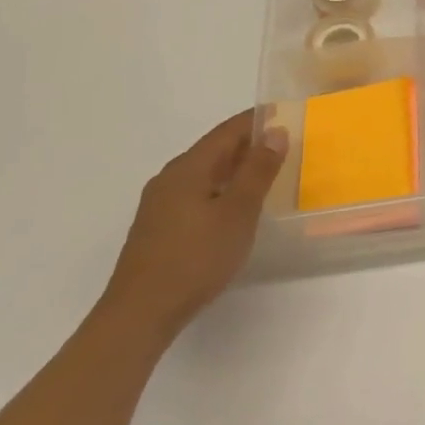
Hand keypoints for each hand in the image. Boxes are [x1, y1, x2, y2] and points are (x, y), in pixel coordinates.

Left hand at [99, 110, 289, 343]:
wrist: (141, 313)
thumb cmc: (196, 258)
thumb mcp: (238, 211)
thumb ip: (258, 170)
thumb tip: (275, 131)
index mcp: (188, 169)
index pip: (226, 132)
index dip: (255, 120)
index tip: (283, 111)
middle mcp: (170, 179)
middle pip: (214, 150)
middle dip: (247, 143)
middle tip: (283, 142)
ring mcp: (161, 204)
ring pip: (205, 173)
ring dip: (235, 167)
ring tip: (267, 171)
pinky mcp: (160, 227)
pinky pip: (197, 193)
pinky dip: (222, 188)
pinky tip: (236, 205)